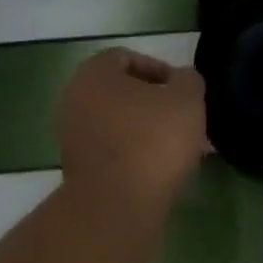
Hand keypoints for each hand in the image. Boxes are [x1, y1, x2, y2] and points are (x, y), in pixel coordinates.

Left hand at [56, 48, 209, 208]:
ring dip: (149, 132)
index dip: (161, 70)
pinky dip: (137, 154)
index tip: (185, 93)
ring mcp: (72, 136)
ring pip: (120, 124)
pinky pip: (114, 150)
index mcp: (94, 73)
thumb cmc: (153, 141)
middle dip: (157, 105)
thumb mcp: (188, 99)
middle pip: (123, 93)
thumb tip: (182, 81)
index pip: (128, 58)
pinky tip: (162, 169)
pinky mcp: (79, 168)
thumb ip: (189, 80)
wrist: (118, 204)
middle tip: (186, 122)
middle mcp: (75, 99)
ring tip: (180, 149)